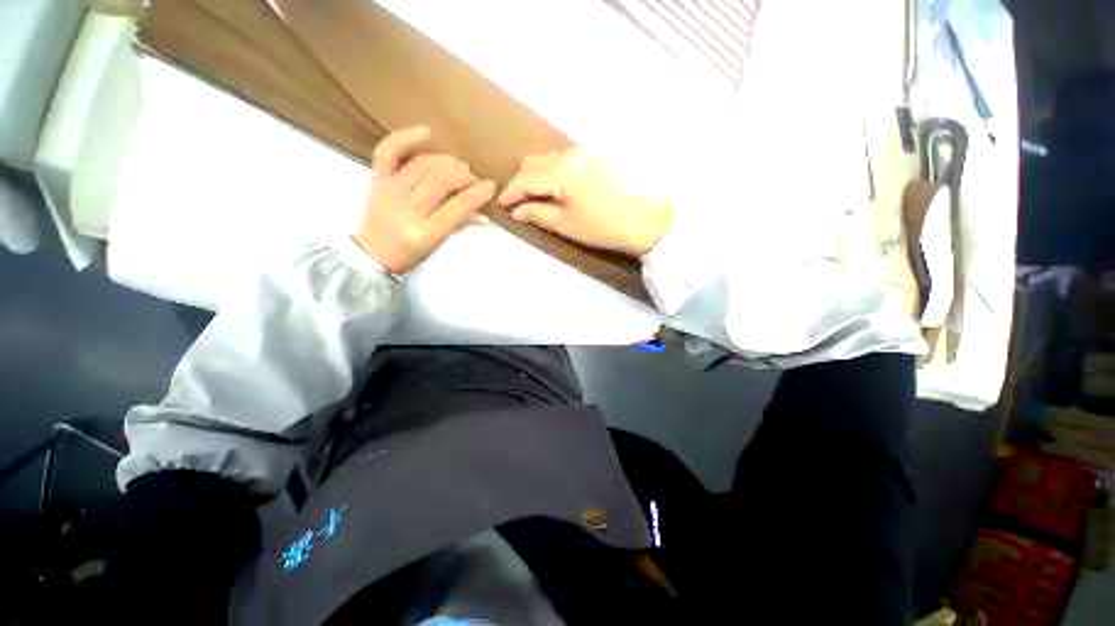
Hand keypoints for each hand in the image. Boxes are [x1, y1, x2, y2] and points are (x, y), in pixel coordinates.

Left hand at [354, 127, 495, 274]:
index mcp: (424, 233)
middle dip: (462, 176)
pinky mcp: (377, 181)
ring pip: (421, 166)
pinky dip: (404, 139)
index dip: (476, 194)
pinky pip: (387, 153)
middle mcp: (406, 210)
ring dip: (445, 162)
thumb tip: (485, 215)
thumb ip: (460, 225)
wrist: (373, 254)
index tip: (490, 187)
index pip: (456, 208)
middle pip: (439, 182)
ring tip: (458, 165)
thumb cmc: (410, 254)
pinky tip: (426, 132)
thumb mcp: (438, 244)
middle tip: (472, 178)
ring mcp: (389, 192)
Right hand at [498, 148, 673, 255]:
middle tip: (517, 203)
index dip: (510, 193)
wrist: (644, 221)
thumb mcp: (565, 224)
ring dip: (536, 175)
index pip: (525, 179)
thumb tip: (516, 211)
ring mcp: (584, 154)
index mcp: (560, 172)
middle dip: (521, 183)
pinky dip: (552, 171)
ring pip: (549, 160)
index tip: (500, 205)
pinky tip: (555, 186)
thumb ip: (537, 214)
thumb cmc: (601, 227)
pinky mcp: (595, 159)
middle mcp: (569, 156)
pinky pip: (564, 160)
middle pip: (534, 164)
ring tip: (534, 196)